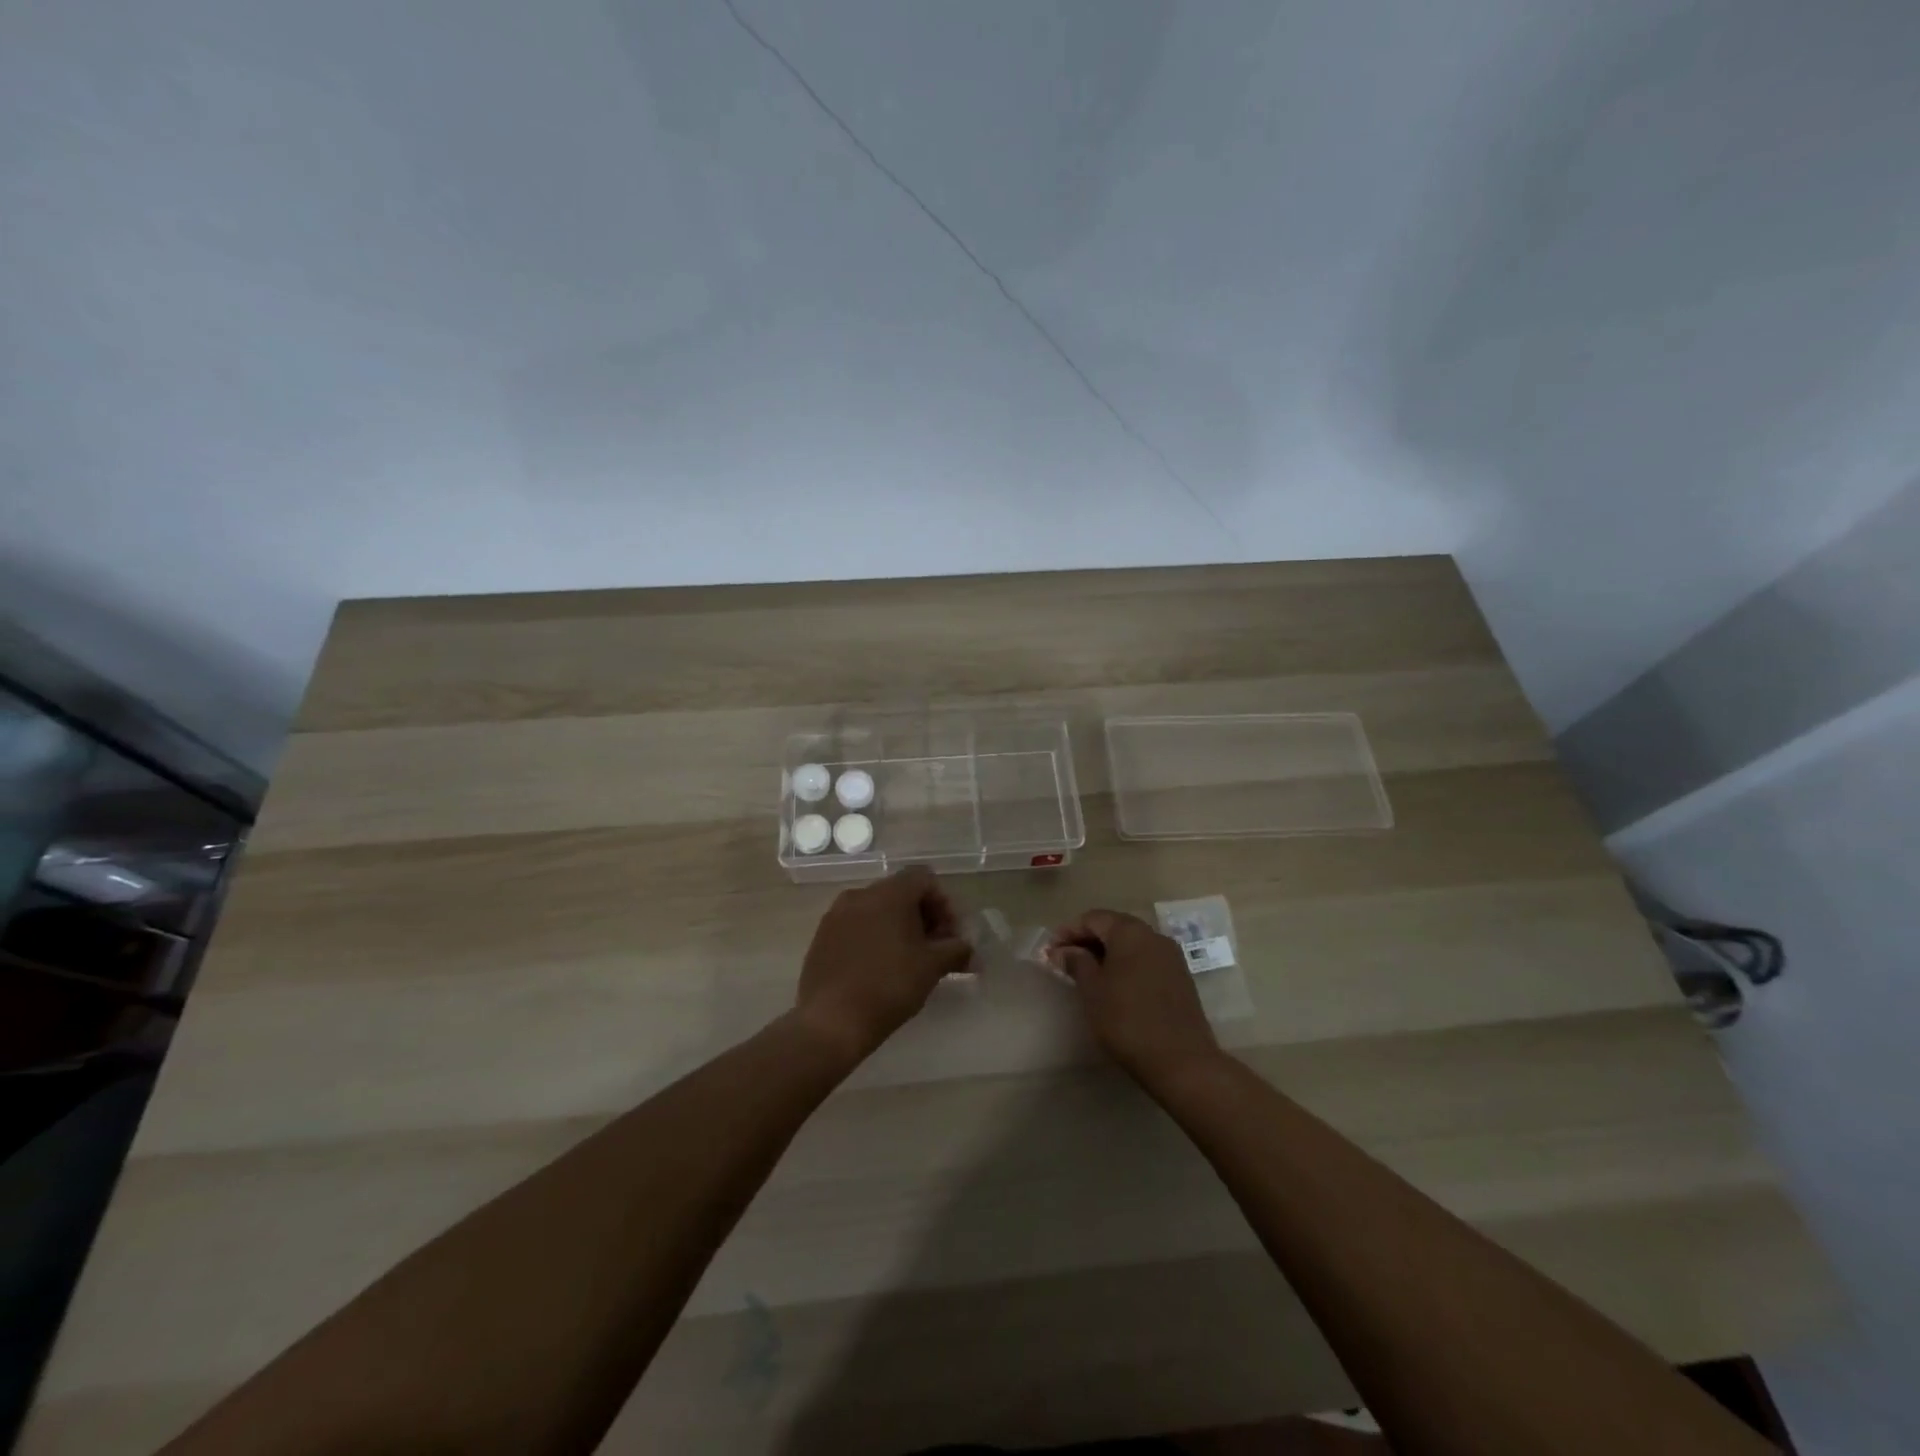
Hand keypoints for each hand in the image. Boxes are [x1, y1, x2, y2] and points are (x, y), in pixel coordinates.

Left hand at [795, 866, 973, 1063]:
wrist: (831, 1021)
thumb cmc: (889, 986)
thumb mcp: (932, 967)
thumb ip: (956, 950)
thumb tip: (968, 950)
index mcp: (888, 894)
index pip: (924, 879)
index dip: (944, 903)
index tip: (950, 935)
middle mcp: (860, 895)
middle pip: (901, 892)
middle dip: (923, 916)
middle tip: (935, 949)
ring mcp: (835, 915)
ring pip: (876, 910)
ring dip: (898, 927)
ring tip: (908, 961)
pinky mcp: (821, 937)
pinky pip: (856, 926)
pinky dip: (873, 938)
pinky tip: (879, 968)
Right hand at [1047, 909, 1222, 1085]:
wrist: (1182, 1060)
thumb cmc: (1127, 1019)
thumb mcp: (1092, 990)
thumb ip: (1076, 963)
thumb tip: (1063, 950)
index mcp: (1130, 932)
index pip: (1093, 918)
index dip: (1068, 931)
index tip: (1050, 950)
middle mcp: (1153, 936)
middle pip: (1114, 927)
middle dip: (1087, 940)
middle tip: (1065, 959)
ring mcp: (1171, 957)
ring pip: (1131, 944)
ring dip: (1107, 953)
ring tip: (1086, 973)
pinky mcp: (1180, 978)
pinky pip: (1146, 960)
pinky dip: (1126, 965)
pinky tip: (1114, 985)